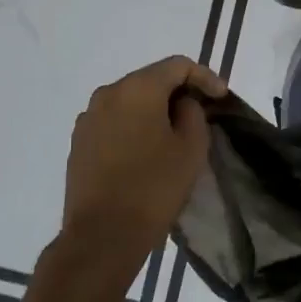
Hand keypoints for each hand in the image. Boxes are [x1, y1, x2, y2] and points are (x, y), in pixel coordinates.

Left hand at [58, 55, 226, 284]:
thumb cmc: (154, 188)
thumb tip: (181, 104)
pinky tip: (146, 150)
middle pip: (150, 79)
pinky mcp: (79, 142)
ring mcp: (88, 118)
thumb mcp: (191, 148)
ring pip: (130, 101)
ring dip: (154, 110)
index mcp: (137, 88)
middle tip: (201, 113)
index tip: (221, 98)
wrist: (102, 236)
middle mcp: (108, 94)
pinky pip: (114, 122)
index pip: (177, 65)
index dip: (205, 77)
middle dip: (178, 92)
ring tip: (173, 133)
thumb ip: (192, 113)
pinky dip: (134, 126)